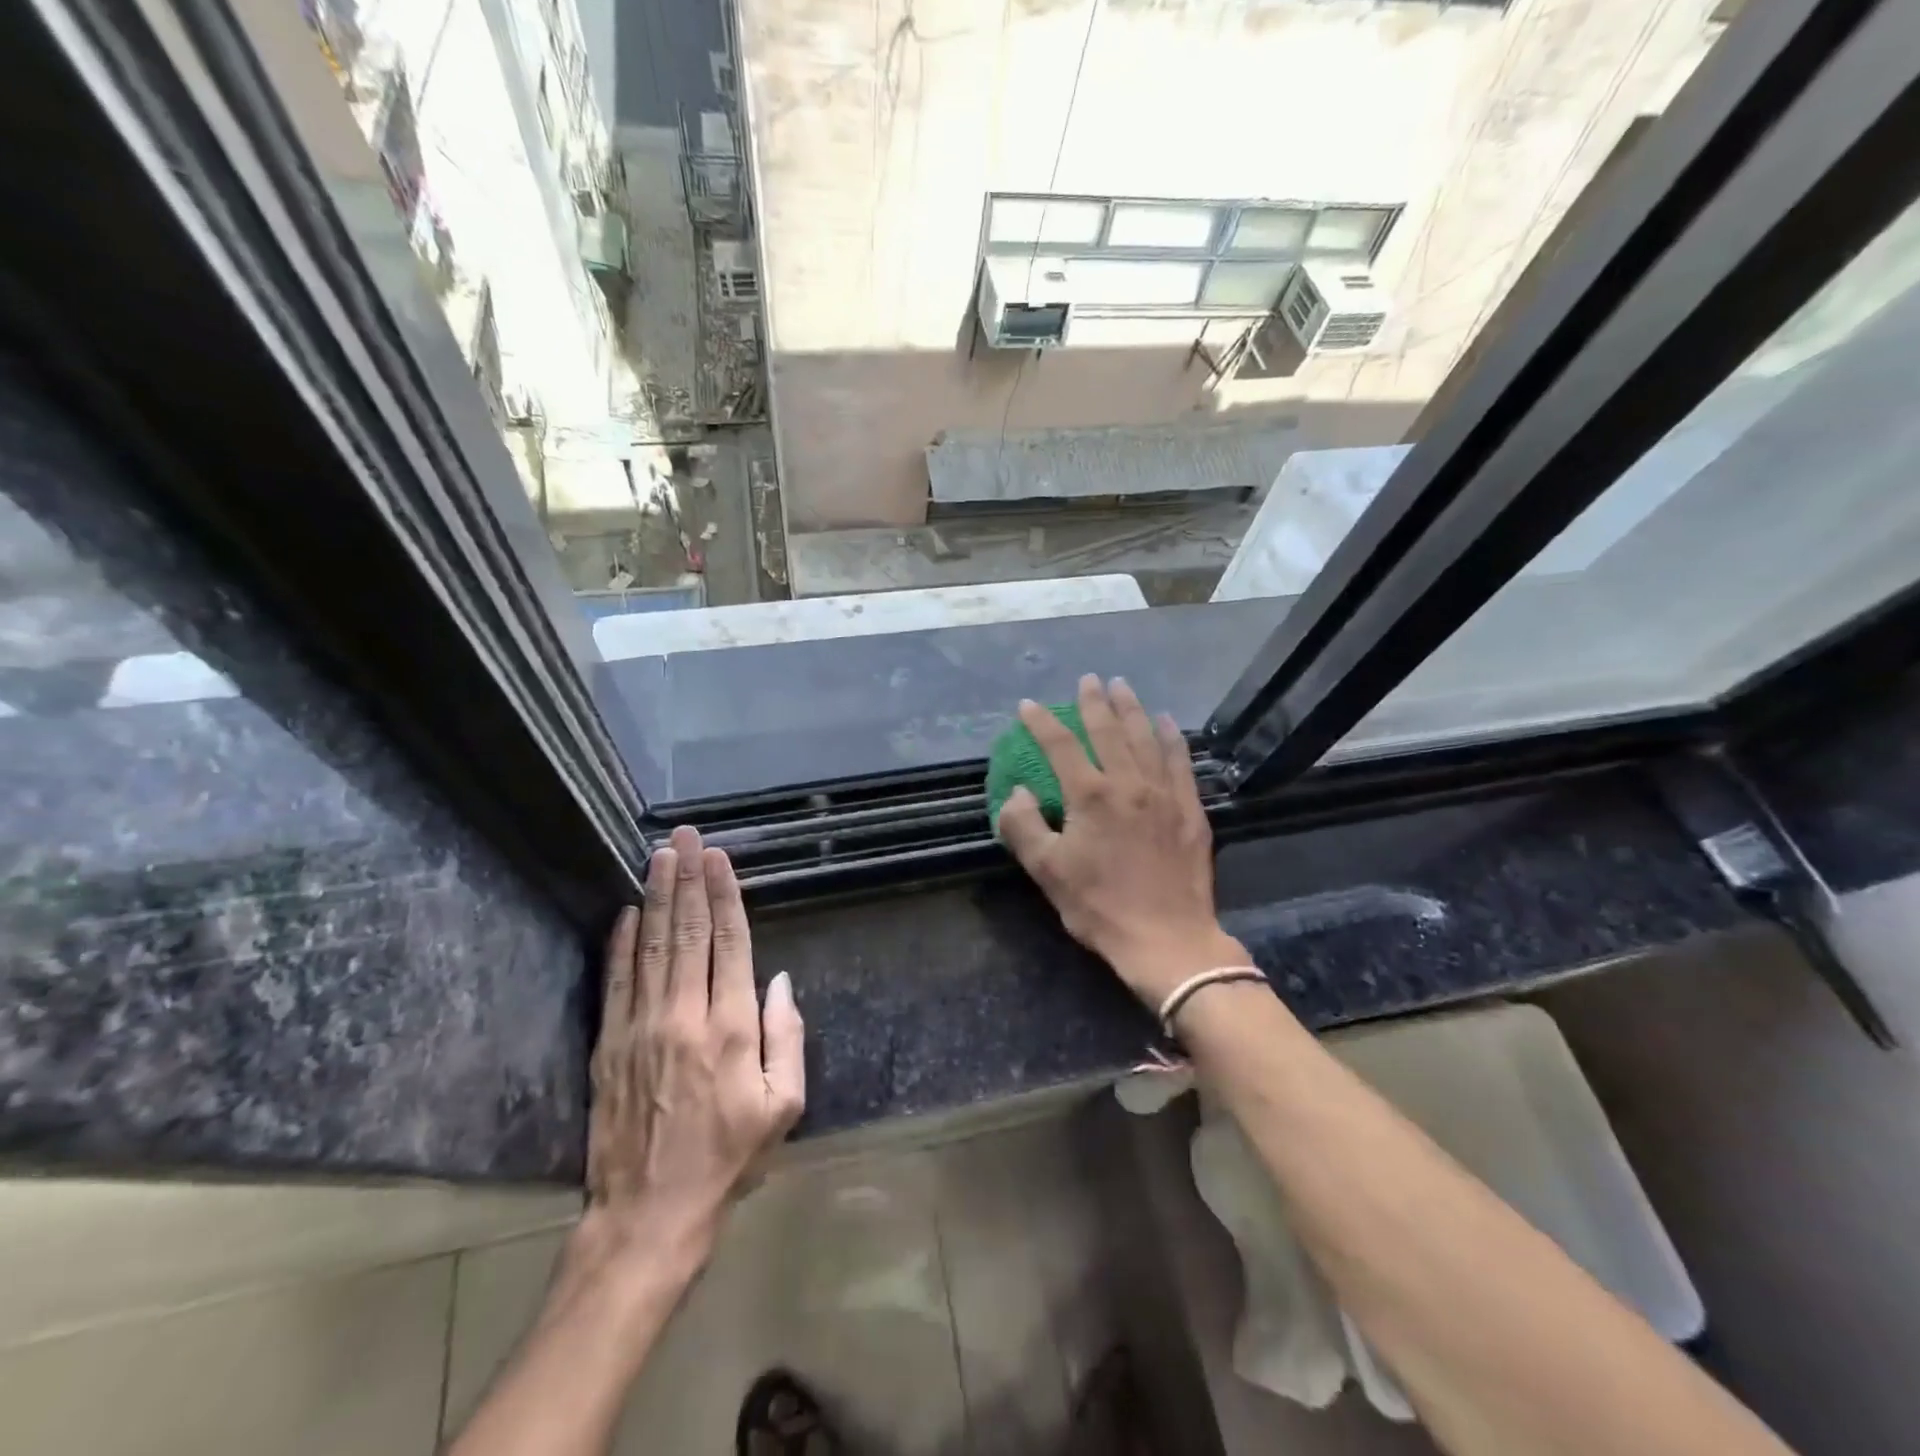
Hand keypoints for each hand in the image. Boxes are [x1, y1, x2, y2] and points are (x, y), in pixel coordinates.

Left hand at [573, 826, 805, 1286]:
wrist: (648, 1215)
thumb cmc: (728, 1160)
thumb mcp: (783, 1107)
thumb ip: (787, 1036)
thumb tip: (781, 979)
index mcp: (732, 1030)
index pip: (730, 944)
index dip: (724, 896)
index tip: (718, 858)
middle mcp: (685, 1017)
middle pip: (688, 933)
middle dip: (688, 880)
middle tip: (686, 837)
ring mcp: (640, 1029)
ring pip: (650, 947)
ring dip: (655, 897)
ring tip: (659, 856)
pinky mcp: (608, 1046)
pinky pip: (615, 982)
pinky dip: (620, 944)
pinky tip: (625, 912)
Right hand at [998, 675, 1248, 1005]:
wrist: (1167, 938)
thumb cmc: (1099, 906)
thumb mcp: (1047, 871)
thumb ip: (1024, 826)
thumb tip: (1018, 792)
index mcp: (1090, 796)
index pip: (1059, 746)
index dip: (1041, 723)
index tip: (1028, 706)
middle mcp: (1128, 783)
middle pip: (1108, 731)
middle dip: (1094, 702)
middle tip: (1088, 680)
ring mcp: (1164, 793)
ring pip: (1146, 738)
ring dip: (1132, 709)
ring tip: (1122, 686)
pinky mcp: (1190, 809)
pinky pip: (1181, 761)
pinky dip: (1172, 737)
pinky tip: (1167, 722)